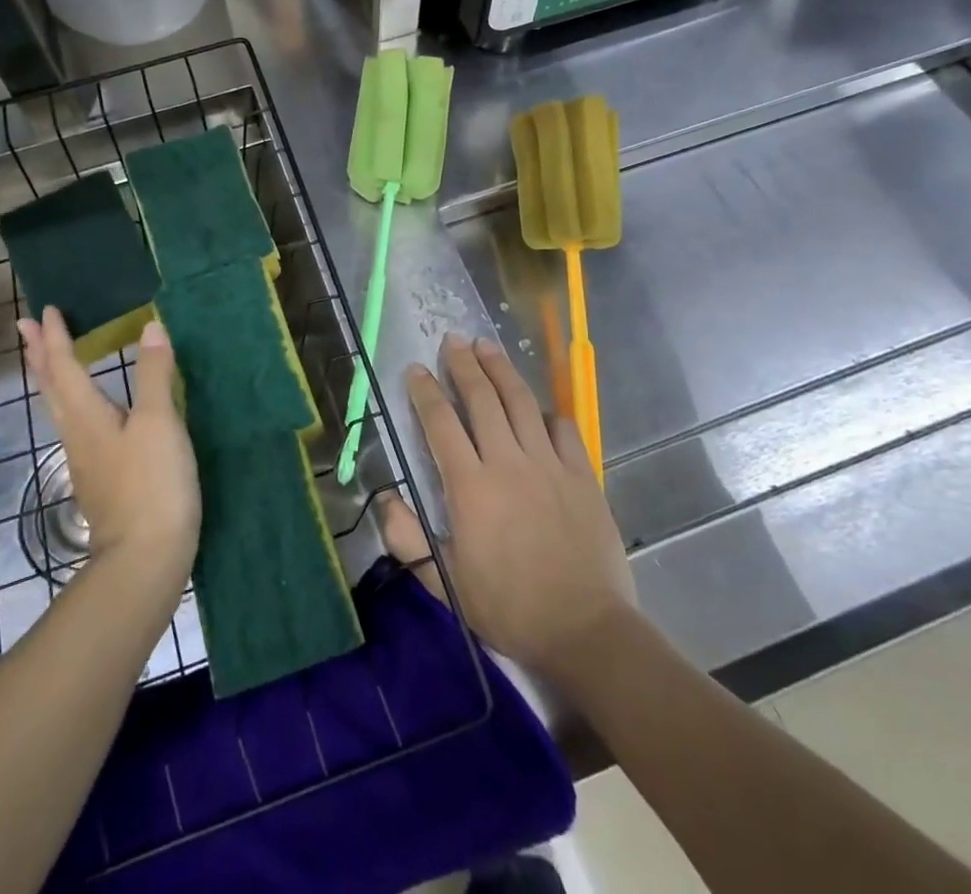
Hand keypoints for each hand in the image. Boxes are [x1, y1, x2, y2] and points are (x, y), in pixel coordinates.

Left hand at [18, 308, 199, 588]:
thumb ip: (154, 374)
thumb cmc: (151, 484)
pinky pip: (76, 426)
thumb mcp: (158, 422)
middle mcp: (77, 434)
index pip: (64, 367)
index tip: (45, 311)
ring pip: (60, 408)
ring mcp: (86, 460)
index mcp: (87, 416)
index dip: (55, 338)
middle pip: (51, 387)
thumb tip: (150, 327)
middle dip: (39, 355)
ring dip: (51, 378)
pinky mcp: (99, 479)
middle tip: (25, 327)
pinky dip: (72, 402)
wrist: (145, 559)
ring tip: (50, 360)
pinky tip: (88, 411)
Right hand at [380, 333, 636, 682]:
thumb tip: (385, 500)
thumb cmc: (509, 608)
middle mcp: (508, 462)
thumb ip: (409, 540)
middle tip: (453, 340)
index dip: (426, 392)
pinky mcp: (582, 474)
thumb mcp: (446, 583)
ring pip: (520, 402)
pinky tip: (537, 407)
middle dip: (464, 364)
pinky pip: (561, 428)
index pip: (441, 424)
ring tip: (487, 347)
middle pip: (482, 399)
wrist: (585, 630)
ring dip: (501, 370)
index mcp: (470, 486)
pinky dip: (545, 411)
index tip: (416, 369)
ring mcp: (549, 464)